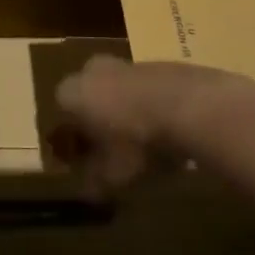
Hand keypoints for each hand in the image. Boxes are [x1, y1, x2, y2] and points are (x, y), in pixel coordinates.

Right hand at [50, 56, 254, 195]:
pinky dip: (152, 107)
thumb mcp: (112, 175)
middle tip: (112, 150)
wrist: (193, 108)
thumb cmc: (137, 142)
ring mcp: (128, 64)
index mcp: (71, 93)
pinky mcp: (161, 65)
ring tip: (145, 145)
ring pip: (119, 92)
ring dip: (126, 113)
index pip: (60, 115)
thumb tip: (87, 191)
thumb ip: (94, 182)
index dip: (72, 140)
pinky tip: (168, 133)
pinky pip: (147, 91)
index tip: (84, 160)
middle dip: (97, 121)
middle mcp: (93, 71)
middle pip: (89, 98)